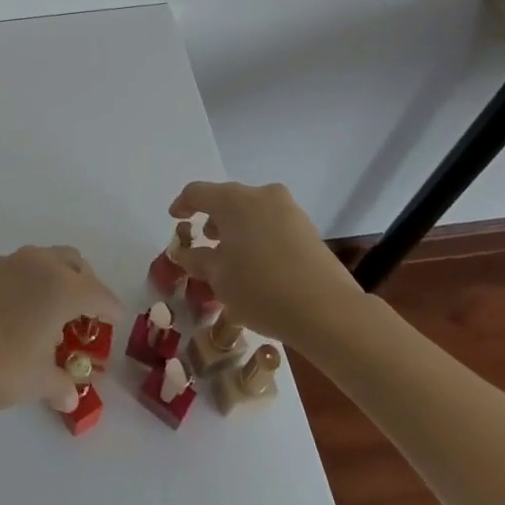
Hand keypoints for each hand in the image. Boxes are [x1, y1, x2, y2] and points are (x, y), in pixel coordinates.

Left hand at [0, 246, 123, 415]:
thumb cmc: (0, 366)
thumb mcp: (39, 381)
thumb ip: (61, 384)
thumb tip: (70, 395)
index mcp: (62, 286)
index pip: (98, 293)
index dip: (111, 309)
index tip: (115, 322)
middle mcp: (39, 264)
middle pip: (74, 263)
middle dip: (85, 284)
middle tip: (86, 315)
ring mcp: (9, 263)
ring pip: (46, 260)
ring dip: (57, 280)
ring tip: (54, 315)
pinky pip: (21, 268)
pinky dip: (32, 283)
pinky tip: (23, 313)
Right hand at [168, 181, 368, 354]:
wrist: (328, 311)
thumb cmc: (261, 289)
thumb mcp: (218, 278)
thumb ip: (197, 260)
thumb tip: (184, 253)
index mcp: (232, 200)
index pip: (197, 192)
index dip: (182, 204)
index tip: (175, 219)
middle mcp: (260, 195)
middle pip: (227, 199)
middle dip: (213, 218)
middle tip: (205, 241)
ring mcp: (288, 210)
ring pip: (252, 211)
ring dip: (238, 227)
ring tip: (232, 256)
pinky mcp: (308, 229)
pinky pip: (272, 224)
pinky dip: (259, 236)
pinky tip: (258, 264)